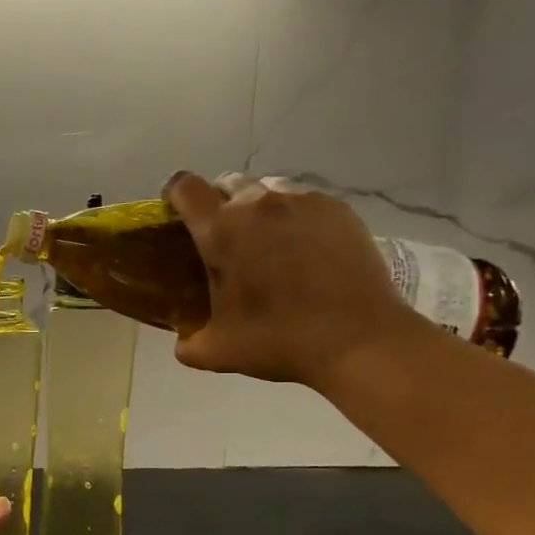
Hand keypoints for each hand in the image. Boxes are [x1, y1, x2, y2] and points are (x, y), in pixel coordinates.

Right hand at [162, 171, 419, 386]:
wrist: (359, 340)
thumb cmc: (279, 341)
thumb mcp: (217, 352)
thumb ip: (188, 342)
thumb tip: (183, 340)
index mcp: (221, 231)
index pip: (185, 187)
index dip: (175, 196)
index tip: (176, 217)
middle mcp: (258, 204)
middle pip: (226, 183)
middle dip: (217, 204)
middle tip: (224, 240)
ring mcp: (303, 202)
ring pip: (266, 188)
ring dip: (256, 207)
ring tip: (265, 242)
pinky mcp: (338, 209)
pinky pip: (303, 200)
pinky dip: (293, 217)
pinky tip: (302, 249)